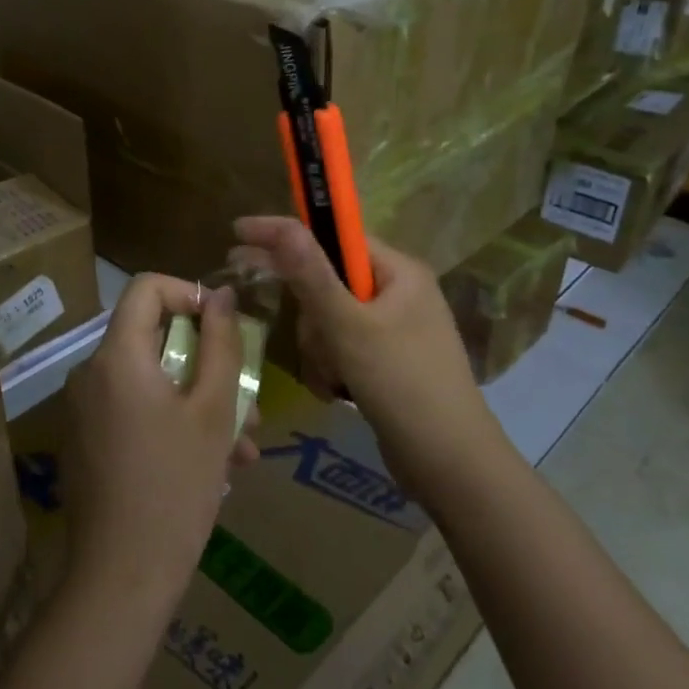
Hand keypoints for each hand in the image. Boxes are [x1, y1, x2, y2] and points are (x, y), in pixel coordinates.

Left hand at [62, 275, 257, 610]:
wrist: (121, 578)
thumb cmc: (176, 487)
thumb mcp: (213, 411)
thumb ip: (221, 344)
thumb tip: (222, 295)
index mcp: (116, 357)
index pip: (146, 288)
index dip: (189, 293)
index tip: (223, 328)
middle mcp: (90, 374)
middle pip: (153, 339)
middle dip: (207, 364)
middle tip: (248, 403)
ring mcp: (84, 411)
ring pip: (151, 382)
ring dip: (200, 402)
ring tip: (242, 447)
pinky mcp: (86, 442)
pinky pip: (134, 411)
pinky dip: (173, 423)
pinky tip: (213, 466)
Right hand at [232, 217, 487, 488]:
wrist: (450, 463)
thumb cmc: (402, 384)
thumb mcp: (349, 327)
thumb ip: (312, 276)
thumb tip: (284, 225)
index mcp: (399, 272)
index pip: (334, 236)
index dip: (288, 234)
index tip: (239, 233)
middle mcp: (398, 292)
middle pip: (328, 281)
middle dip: (313, 316)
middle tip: (310, 337)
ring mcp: (393, 328)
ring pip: (329, 319)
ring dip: (320, 348)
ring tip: (334, 377)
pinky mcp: (385, 360)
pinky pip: (341, 347)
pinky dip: (331, 366)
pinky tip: (336, 391)